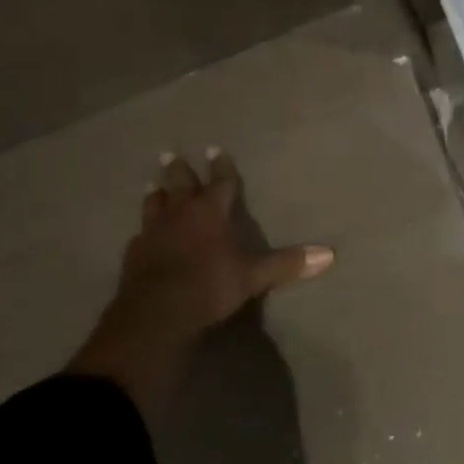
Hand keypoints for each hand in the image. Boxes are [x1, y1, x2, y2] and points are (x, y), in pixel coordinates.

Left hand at [69, 150, 332, 422]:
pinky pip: (139, 236)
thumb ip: (286, 263)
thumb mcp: (253, 276)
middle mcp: (181, 214)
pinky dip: (143, 232)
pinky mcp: (134, 256)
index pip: (220, 182)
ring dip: (156, 194)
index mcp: (210, 212)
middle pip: (180, 184)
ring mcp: (154, 233)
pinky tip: (141, 235)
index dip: (220, 166)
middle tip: (170, 153)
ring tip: (152, 185)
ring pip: (154, 205)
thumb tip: (329, 254)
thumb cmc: (210, 286)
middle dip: (178, 169)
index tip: (215, 149)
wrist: (156, 314)